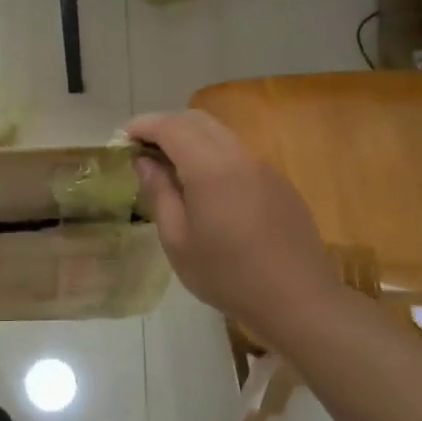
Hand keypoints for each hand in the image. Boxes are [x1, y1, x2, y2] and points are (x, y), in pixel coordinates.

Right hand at [127, 110, 341, 333]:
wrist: (298, 300)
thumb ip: (160, 193)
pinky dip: (212, 153)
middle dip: (165, 125)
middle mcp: (238, 156)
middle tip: (142, 148)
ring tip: (169, 166)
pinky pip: (237, 154)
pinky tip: (204, 187)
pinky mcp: (278, 182)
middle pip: (197, 120)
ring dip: (190, 138)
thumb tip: (145, 162)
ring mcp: (263, 167)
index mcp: (210, 168)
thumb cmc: (227, 275)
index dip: (144, 125)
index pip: (171, 127)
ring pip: (220, 134)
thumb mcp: (178, 241)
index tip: (123, 137)